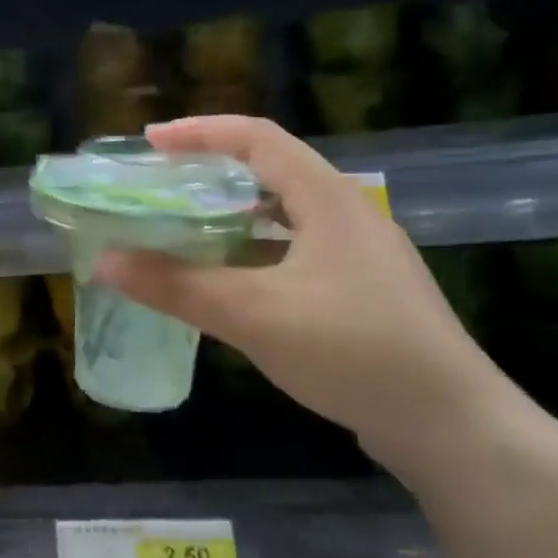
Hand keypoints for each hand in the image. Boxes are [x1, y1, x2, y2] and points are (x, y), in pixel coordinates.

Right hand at [92, 115, 518, 471]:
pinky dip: (253, 249)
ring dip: (232, 213)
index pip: (256, 137)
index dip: (200, 132)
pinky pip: (295, 249)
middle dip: (211, 170)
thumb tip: (105, 261)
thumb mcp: (254, 314)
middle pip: (270, 170)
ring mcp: (360, 253)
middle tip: (160, 185)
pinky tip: (230, 280)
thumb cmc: (353, 351)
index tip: (150, 143)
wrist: (452, 426)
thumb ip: (176, 285)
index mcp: (327, 198)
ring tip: (185, 226)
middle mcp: (347, 212)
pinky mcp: (363, 289)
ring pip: (283, 212)